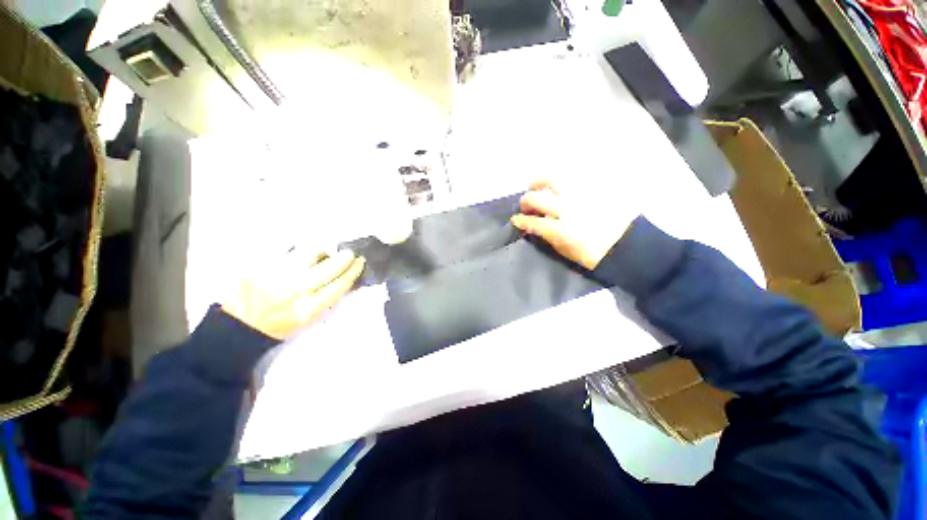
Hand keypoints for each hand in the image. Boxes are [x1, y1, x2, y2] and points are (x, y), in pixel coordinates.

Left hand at [222, 250, 365, 339]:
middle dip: (344, 257)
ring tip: (319, 253)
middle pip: (330, 266)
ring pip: (309, 252)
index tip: (360, 261)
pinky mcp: (259, 263)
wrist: (238, 323)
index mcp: (308, 308)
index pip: (340, 283)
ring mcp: (276, 274)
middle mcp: (294, 290)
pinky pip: (286, 248)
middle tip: (348, 253)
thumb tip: (345, 276)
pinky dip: (297, 248)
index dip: (354, 270)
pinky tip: (296, 253)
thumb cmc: (279, 323)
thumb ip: (326, 298)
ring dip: (321, 250)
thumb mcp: (308, 318)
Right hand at [511, 180, 637, 269]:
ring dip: (539, 182)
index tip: (515, 220)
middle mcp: (567, 209)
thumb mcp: (564, 251)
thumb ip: (547, 236)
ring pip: (553, 180)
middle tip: (524, 205)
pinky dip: (559, 181)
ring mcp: (580, 196)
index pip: (532, 222)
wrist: (625, 245)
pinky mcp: (592, 189)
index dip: (520, 220)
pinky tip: (556, 186)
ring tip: (535, 185)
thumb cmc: (592, 255)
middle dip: (525, 201)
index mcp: (560, 230)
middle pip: (537, 198)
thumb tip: (535, 227)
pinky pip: (571, 179)